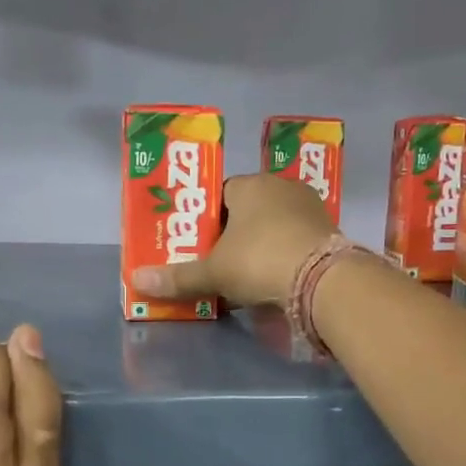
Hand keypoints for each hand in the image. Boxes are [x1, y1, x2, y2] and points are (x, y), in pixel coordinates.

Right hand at [131, 172, 335, 307]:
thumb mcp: (213, 272)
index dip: (207, 219)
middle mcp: (281, 186)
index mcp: (249, 185)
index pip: (220, 194)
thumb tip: (136, 281)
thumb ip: (178, 277)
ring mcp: (310, 207)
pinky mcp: (329, 230)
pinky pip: (297, 239)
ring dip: (262, 245)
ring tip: (248, 275)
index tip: (200, 244)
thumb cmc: (258, 261)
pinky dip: (285, 255)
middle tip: (220, 262)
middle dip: (234, 234)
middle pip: (249, 209)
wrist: (322, 279)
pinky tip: (277, 278)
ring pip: (275, 224)